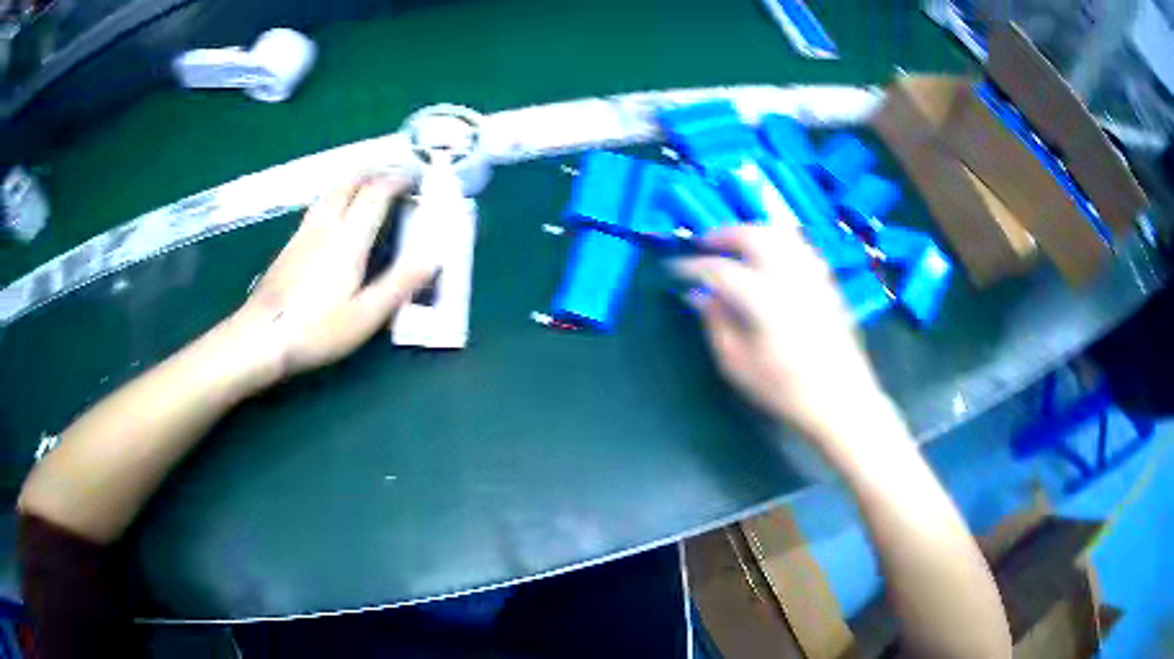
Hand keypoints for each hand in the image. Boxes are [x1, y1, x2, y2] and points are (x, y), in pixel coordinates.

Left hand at [231, 175, 436, 386]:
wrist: (261, 337)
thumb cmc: (316, 330)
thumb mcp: (365, 315)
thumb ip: (400, 284)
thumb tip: (434, 257)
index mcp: (349, 238)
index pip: (376, 192)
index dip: (398, 179)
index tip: (416, 178)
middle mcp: (326, 225)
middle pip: (350, 181)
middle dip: (374, 171)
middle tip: (393, 174)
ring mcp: (304, 233)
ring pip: (330, 191)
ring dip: (352, 179)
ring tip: (367, 183)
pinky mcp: (290, 245)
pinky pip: (317, 206)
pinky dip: (335, 196)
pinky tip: (335, 214)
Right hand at [674, 223, 887, 442]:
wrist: (841, 401)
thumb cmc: (785, 391)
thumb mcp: (738, 366)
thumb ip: (717, 324)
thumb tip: (699, 296)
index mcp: (764, 300)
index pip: (720, 269)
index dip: (693, 265)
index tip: (675, 267)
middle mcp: (790, 278)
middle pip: (755, 236)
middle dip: (725, 234)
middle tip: (705, 244)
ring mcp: (813, 277)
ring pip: (782, 235)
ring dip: (754, 232)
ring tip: (737, 244)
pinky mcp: (828, 283)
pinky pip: (801, 248)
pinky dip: (780, 243)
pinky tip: (772, 257)